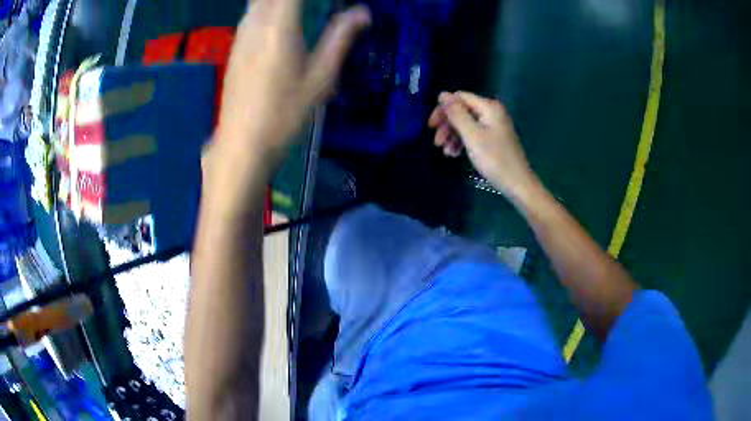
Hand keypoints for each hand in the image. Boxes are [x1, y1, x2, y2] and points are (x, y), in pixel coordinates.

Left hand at [215, 0, 370, 166]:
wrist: (242, 142)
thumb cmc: (285, 113)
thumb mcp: (321, 77)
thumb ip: (340, 38)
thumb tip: (363, 12)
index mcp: (280, 26)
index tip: (330, 2)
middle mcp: (256, 22)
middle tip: (315, 8)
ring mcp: (241, 34)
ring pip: (259, 0)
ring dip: (280, 1)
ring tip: (302, 10)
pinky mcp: (235, 46)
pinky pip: (252, 12)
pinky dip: (268, 7)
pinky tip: (280, 20)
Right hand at [428, 91, 538, 198]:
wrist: (517, 184)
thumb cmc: (495, 159)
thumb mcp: (472, 135)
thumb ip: (456, 114)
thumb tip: (442, 94)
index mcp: (488, 107)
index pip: (459, 98)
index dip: (443, 109)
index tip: (431, 126)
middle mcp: (491, 112)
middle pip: (462, 111)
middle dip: (447, 125)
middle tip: (436, 142)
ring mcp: (493, 126)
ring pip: (466, 124)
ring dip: (452, 136)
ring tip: (445, 152)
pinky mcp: (493, 138)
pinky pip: (473, 134)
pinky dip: (462, 142)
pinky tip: (455, 154)